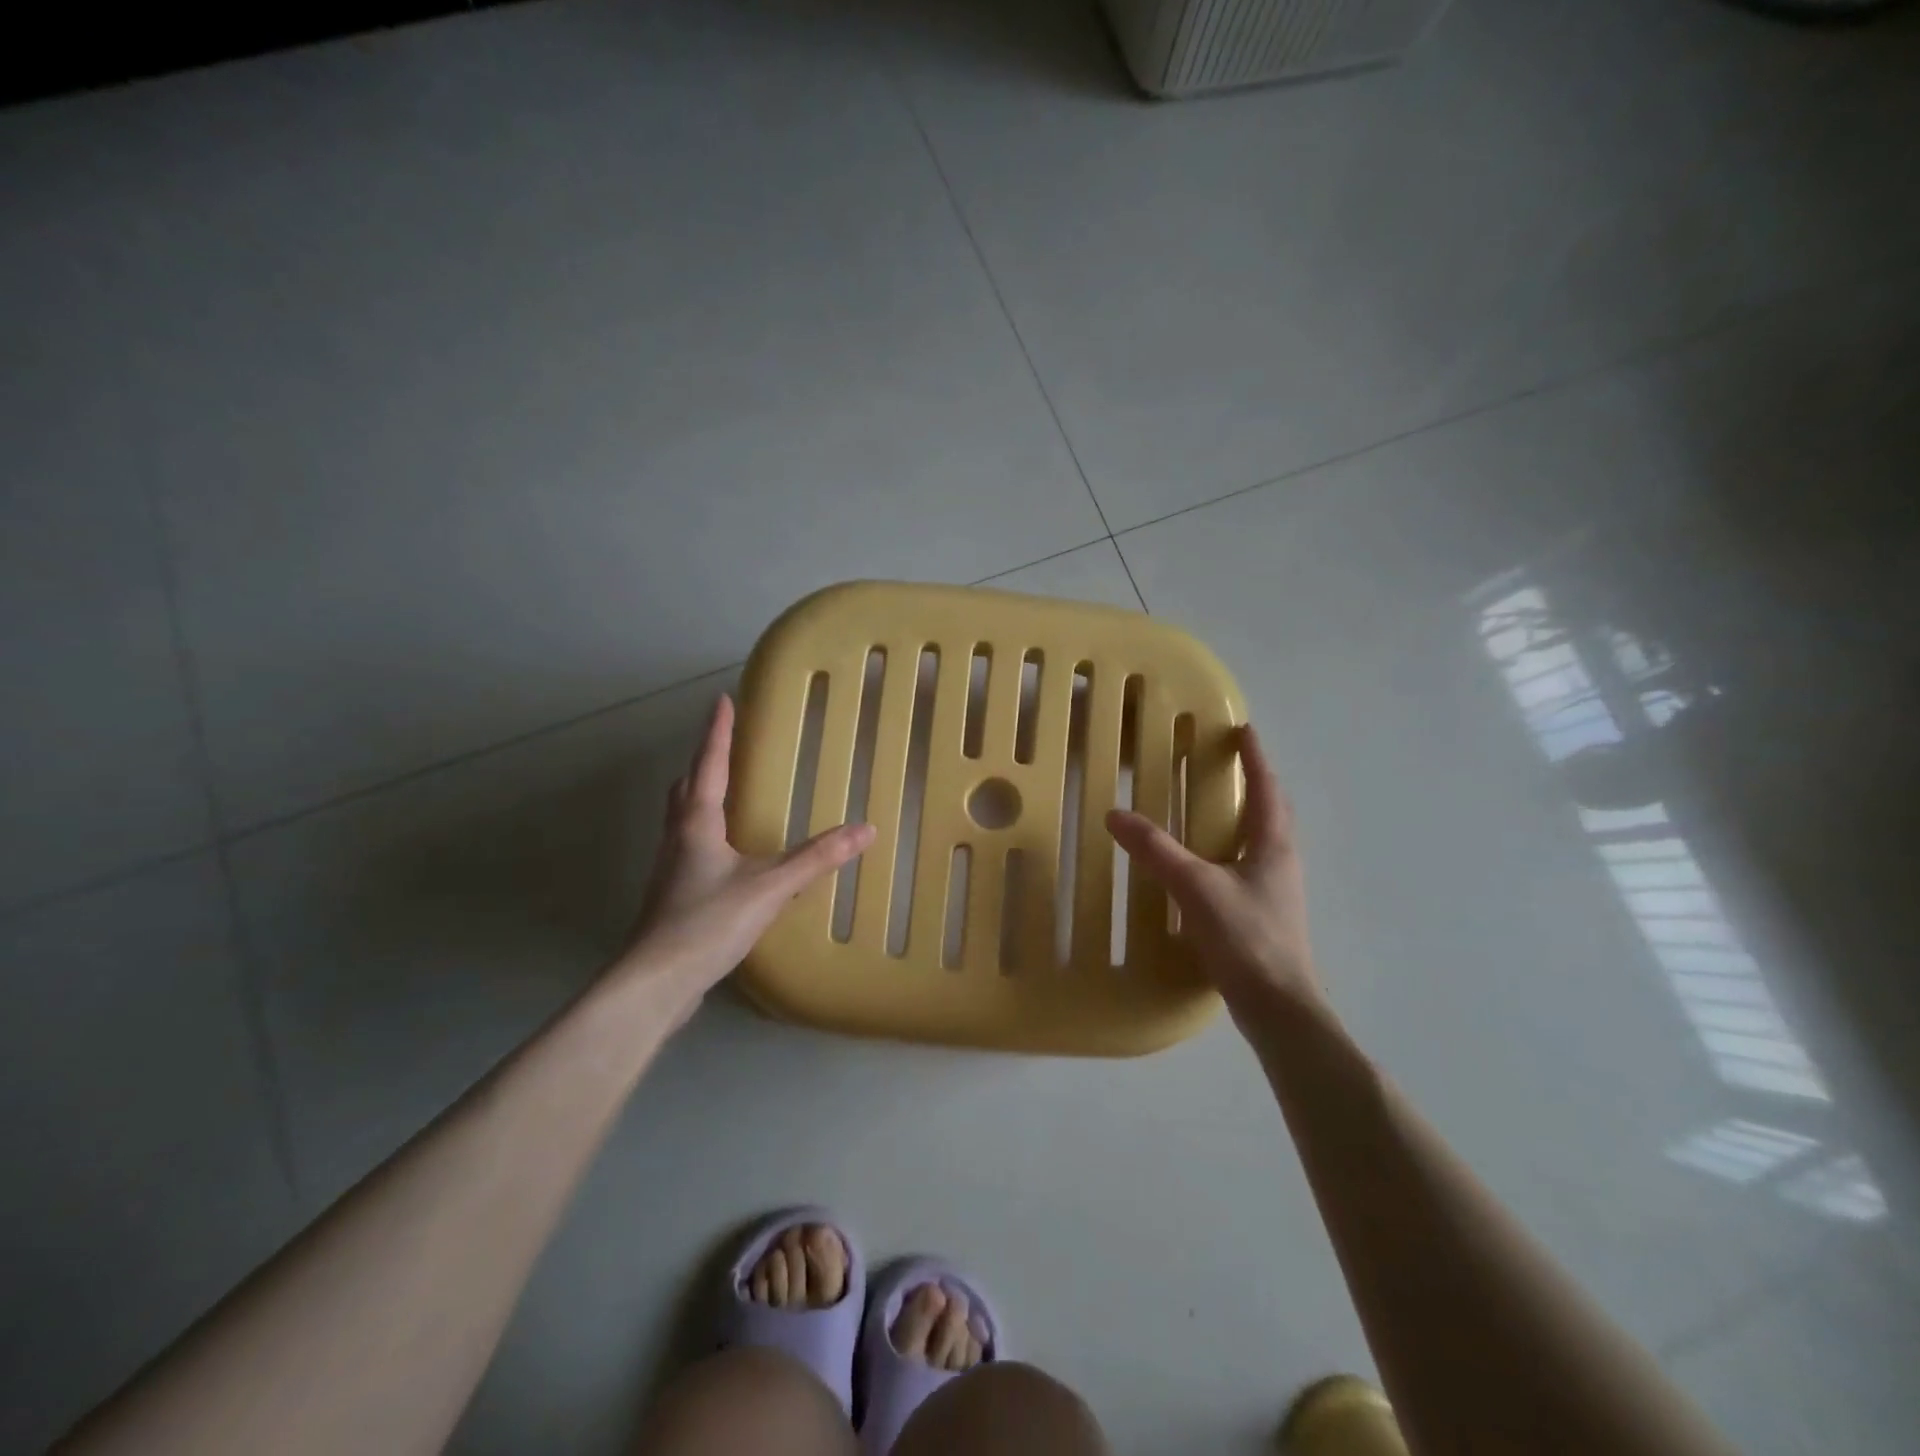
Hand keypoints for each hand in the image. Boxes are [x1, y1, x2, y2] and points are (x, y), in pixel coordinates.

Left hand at [613, 694, 875, 1015]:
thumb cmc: (708, 922)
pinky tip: (725, 851)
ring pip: (682, 816)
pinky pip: (689, 844)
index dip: (717, 731)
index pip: (709, 764)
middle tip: (723, 744)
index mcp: (697, 823)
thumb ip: (816, 858)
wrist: (657, 982)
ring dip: (700, 794)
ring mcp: (671, 867)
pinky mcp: (673, 894)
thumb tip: (865, 830)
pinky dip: (705, 829)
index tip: (722, 699)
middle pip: (686, 787)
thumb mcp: (770, 887)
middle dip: (704, 760)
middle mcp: (678, 837)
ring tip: (724, 788)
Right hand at [1106, 722, 1320, 1019]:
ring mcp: (1276, 891)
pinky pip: (1249, 866)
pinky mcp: (1265, 916)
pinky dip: (1232, 850)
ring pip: (1262, 840)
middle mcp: (1281, 862)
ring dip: (1244, 817)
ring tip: (1215, 808)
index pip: (1267, 789)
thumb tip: (1116, 815)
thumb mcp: (1196, 888)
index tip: (1244, 729)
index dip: (1256, 757)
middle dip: (1254, 783)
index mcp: (1273, 846)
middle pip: (1271, 812)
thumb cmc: (1247, 939)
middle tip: (1227, 764)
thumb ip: (1156, 851)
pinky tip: (1208, 866)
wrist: (1279, 1008)